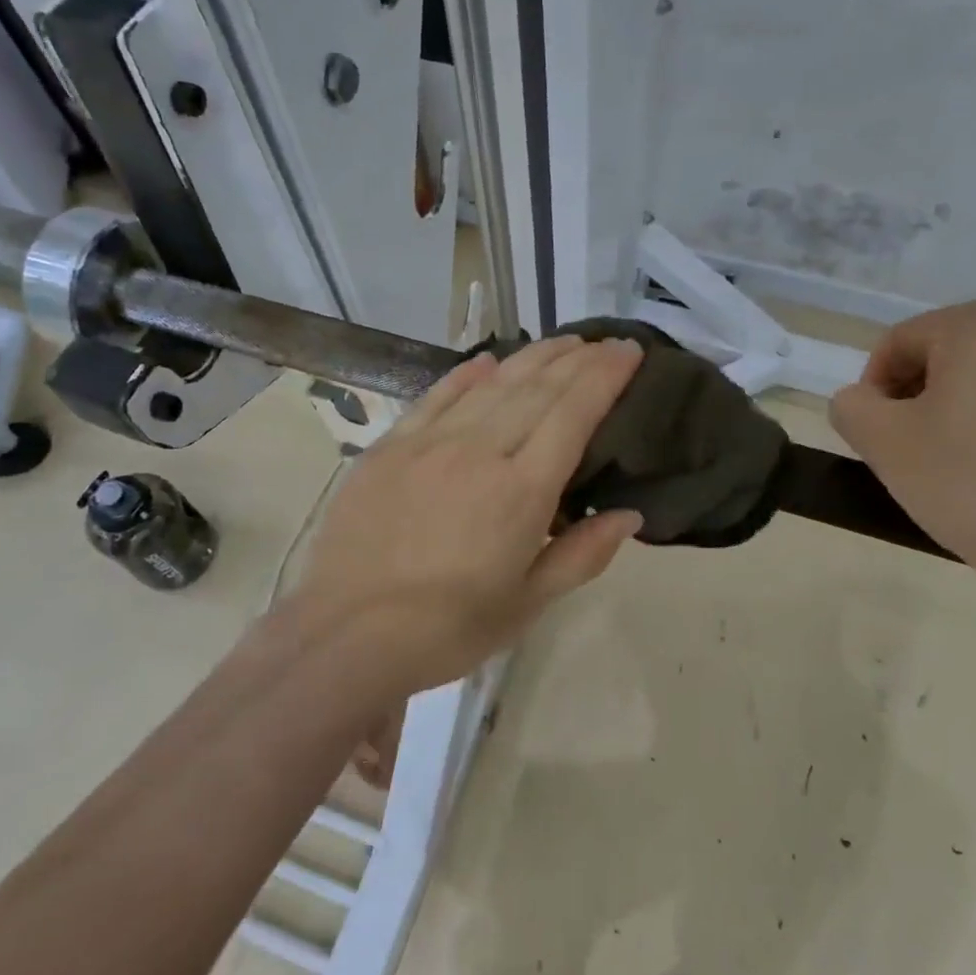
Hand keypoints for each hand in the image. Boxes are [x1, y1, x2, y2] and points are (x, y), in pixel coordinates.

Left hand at [283, 336, 645, 701]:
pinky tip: (487, 361)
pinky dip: (466, 375)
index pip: (573, 414)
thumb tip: (628, 514)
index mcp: (521, 491)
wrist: (347, 632)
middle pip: (536, 390)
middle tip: (603, 342)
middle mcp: (479, 452)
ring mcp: (429, 444)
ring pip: (491, 385)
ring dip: (531, 358)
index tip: (628, 350)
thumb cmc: (448, 628)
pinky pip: (436, 398)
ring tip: (562, 343)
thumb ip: (582, 555)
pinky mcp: (390, 447)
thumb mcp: (526, 604)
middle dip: (576, 360)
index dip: (605, 376)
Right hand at [830, 299, 975, 583]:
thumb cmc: (971, 484)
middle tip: (909, 446)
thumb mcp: (882, 443)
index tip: (872, 434)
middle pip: (950, 350)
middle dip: (919, 393)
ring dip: (963, 405)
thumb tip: (861, 400)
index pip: (900, 342)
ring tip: (958, 458)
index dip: (873, 386)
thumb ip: (851, 406)